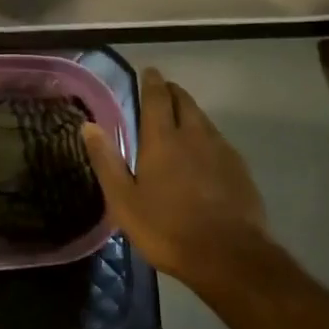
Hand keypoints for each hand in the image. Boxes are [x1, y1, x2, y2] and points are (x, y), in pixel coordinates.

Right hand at [82, 68, 266, 287]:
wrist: (230, 256)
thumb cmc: (168, 229)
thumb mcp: (124, 201)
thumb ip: (107, 161)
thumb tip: (89, 126)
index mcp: (162, 139)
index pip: (157, 97)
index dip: (152, 82)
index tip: (149, 72)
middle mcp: (193, 135)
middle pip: (184, 101)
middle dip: (172, 92)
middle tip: (163, 91)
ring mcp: (221, 150)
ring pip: (203, 119)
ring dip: (190, 112)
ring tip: (180, 117)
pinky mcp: (240, 169)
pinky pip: (219, 140)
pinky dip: (207, 136)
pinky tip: (205, 152)